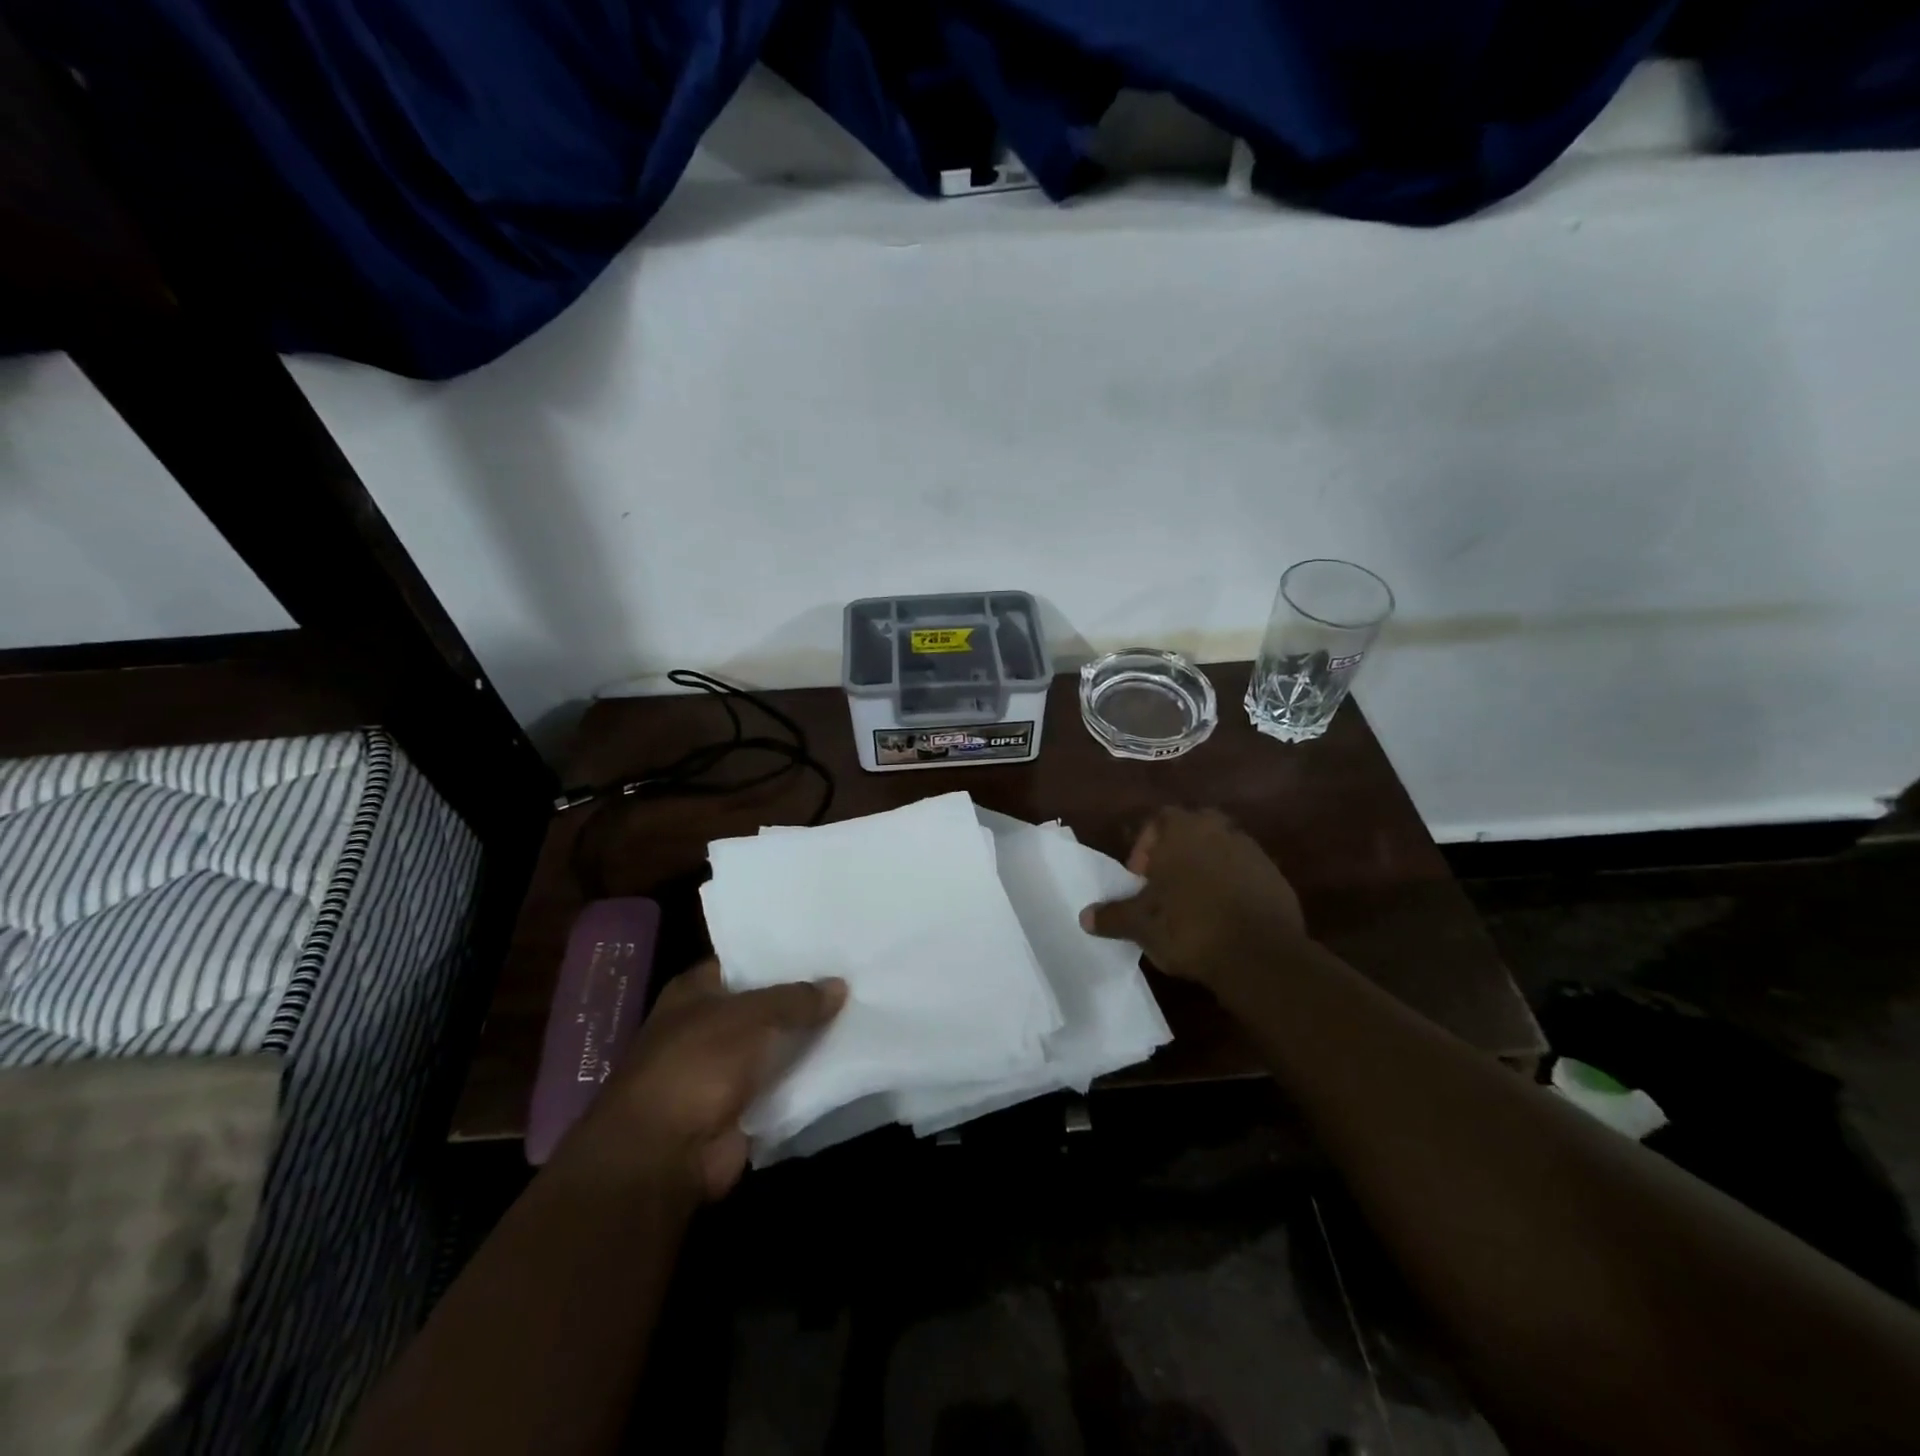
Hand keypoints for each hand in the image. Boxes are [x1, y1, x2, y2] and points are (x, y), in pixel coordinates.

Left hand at [570, 960, 845, 1202]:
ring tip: (861, 1011)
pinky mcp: (741, 1107)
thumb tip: (840, 984)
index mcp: (695, 992)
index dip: (780, 954)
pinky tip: (847, 1058)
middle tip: (852, 974)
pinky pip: (782, 1083)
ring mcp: (723, 1069)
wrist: (665, 1155)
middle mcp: (707, 1026)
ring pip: (776, 1044)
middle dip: (802, 996)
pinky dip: (807, 1077)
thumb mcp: (751, 1016)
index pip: (743, 961)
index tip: (823, 942)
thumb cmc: (697, 1064)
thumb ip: (796, 999)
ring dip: (809, 1038)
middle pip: (764, 1004)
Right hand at [1079, 808, 1306, 999]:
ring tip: (1194, 902)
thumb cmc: (1189, 927)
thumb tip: (1085, 917)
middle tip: (1166, 884)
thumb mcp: (1141, 925)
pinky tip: (1224, 916)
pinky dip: (1233, 885)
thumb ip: (1113, 916)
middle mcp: (1218, 829)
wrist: (1259, 955)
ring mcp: (1251, 851)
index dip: (1145, 846)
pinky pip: (1245, 872)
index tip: (1140, 878)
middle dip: (1178, 850)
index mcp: (1181, 830)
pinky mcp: (1276, 877)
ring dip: (1207, 867)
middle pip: (1192, 828)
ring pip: (1221, 848)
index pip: (1158, 819)